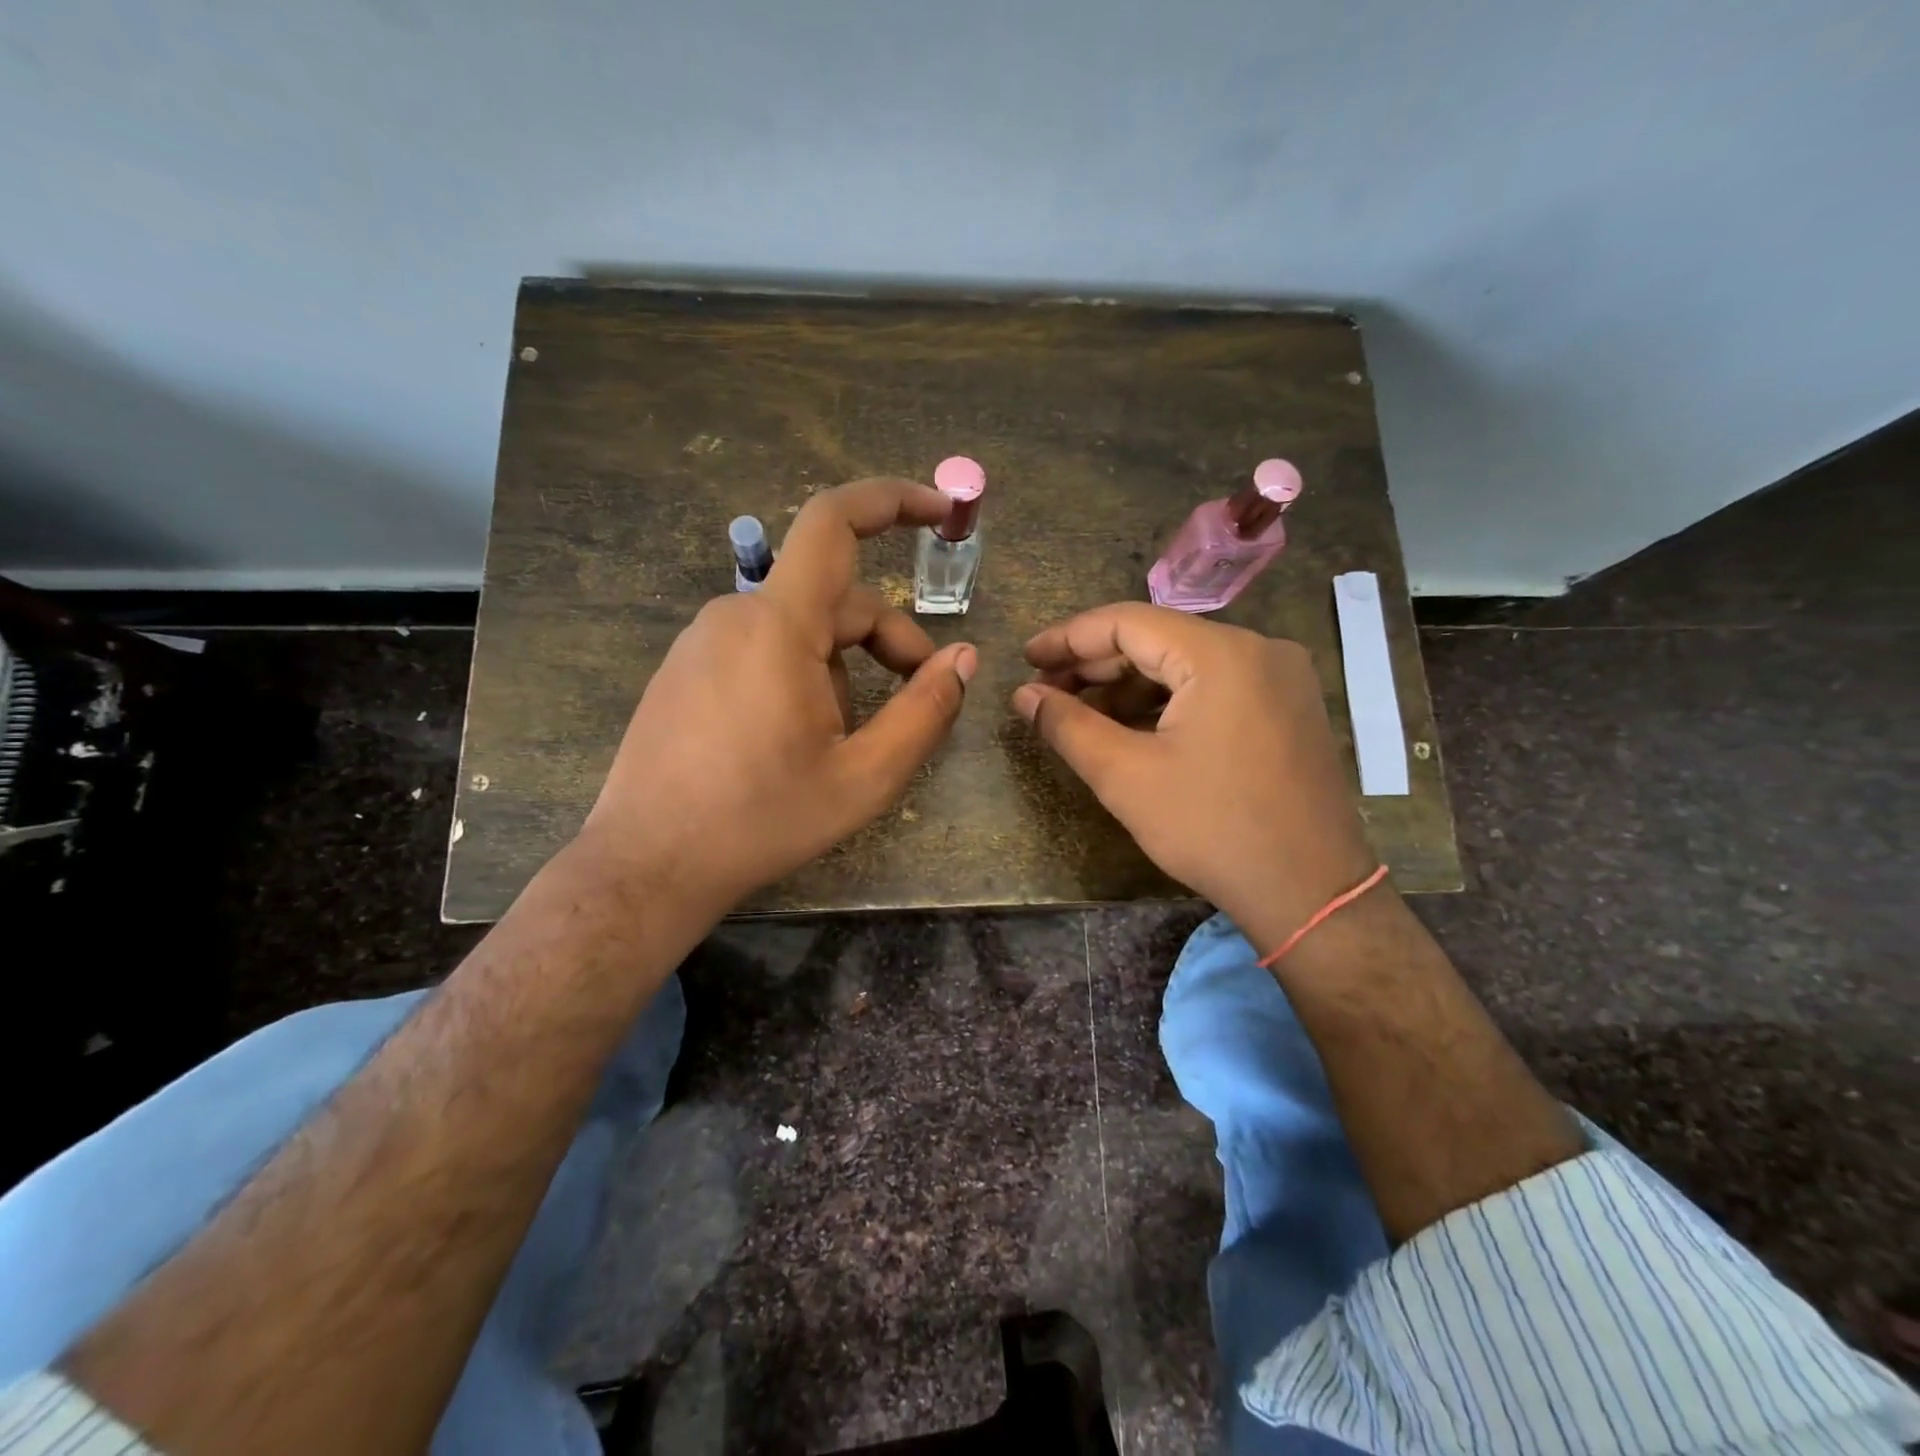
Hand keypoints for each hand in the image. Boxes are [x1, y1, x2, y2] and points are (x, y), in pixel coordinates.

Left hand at [577, 479, 976, 913]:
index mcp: (778, 626)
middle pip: (834, 599)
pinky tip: (801, 740)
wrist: (648, 865)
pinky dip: (804, 675)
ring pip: (801, 630)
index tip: (940, 510)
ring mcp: (703, 642)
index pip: (833, 522)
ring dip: (845, 669)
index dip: (892, 501)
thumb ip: (925, 712)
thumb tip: (964, 658)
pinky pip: (764, 650)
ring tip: (849, 741)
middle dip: (888, 640)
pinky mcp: (686, 670)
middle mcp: (735, 615)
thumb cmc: (761, 820)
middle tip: (921, 697)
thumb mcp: (864, 777)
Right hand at [1013, 603, 1375, 949]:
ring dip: (1128, 684)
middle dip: (1096, 664)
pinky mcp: (1287, 706)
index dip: (1069, 637)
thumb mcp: (1125, 776)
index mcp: (1220, 654)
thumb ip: (1067, 725)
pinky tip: (1131, 726)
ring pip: (1185, 663)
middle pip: (1158, 638)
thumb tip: (1023, 694)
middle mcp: (1257, 649)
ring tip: (1080, 713)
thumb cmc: (1212, 829)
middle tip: (1046, 691)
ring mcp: (1280, 677)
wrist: (1310, 892)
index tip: (1027, 659)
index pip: (1127, 621)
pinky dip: (1167, 700)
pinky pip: (1214, 686)